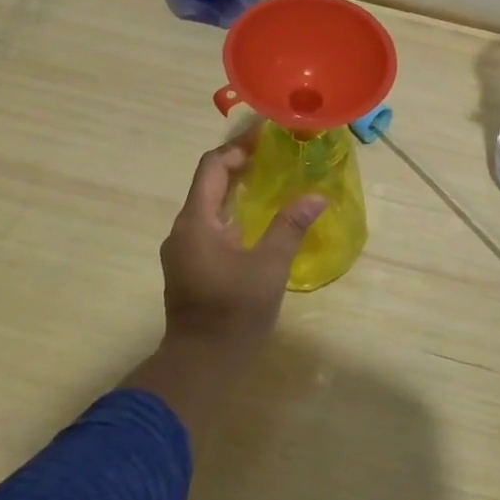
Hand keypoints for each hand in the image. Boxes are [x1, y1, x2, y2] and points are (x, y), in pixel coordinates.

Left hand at [161, 132, 324, 354]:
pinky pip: (210, 226)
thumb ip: (290, 228)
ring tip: (271, 180)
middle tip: (275, 153)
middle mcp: (183, 229)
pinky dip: (232, 213)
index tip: (266, 134)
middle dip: (240, 164)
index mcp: (196, 222)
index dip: (237, 146)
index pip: (212, 167)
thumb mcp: (268, 268)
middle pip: (209, 183)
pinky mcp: (189, 267)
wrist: (199, 366)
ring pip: (209, 206)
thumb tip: (316, 197)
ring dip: (236, 189)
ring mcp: (183, 250)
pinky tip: (258, 220)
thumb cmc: (233, 314)